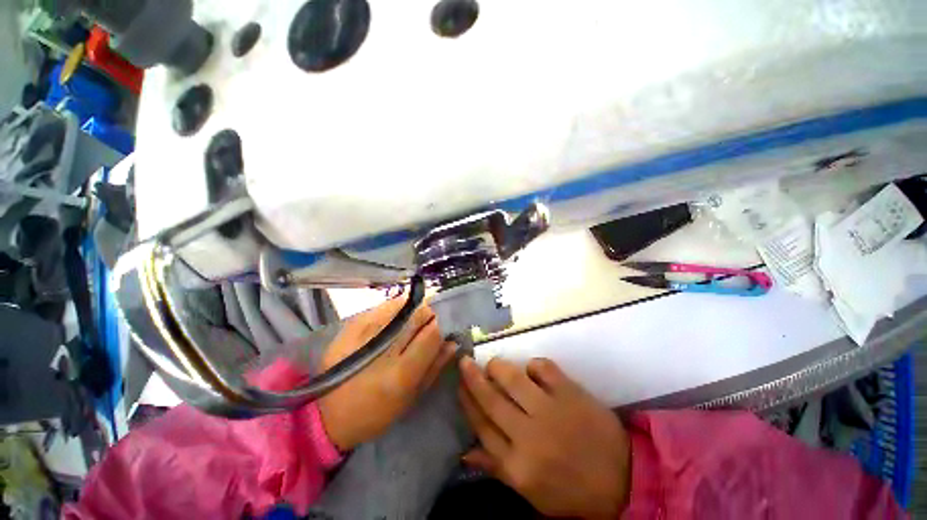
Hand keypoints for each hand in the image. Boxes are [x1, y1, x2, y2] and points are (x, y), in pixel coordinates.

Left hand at [317, 297, 455, 450]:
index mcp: (401, 373)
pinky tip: (393, 320)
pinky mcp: (350, 327)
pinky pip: (382, 306)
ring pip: (401, 305)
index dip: (441, 326)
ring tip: (408, 323)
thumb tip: (453, 341)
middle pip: (417, 313)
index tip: (441, 328)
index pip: (432, 333)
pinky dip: (394, 309)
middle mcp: (383, 350)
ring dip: (411, 310)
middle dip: (428, 315)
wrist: (328, 414)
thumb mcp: (411, 398)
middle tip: (425, 324)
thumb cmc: (376, 412)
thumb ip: (435, 366)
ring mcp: (364, 334)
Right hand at [458, 357, 630, 518]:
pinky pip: (543, 367)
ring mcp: (551, 410)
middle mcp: (529, 435)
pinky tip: (531, 370)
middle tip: (464, 361)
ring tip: (492, 364)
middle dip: (473, 378)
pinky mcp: (571, 392)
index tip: (459, 386)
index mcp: (518, 465)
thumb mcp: (531, 492)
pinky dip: (533, 365)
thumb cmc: (571, 490)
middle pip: (491, 399)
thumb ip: (496, 468)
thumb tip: (465, 451)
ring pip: (513, 378)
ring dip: (498, 367)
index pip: (482, 426)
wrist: (623, 480)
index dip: (467, 402)